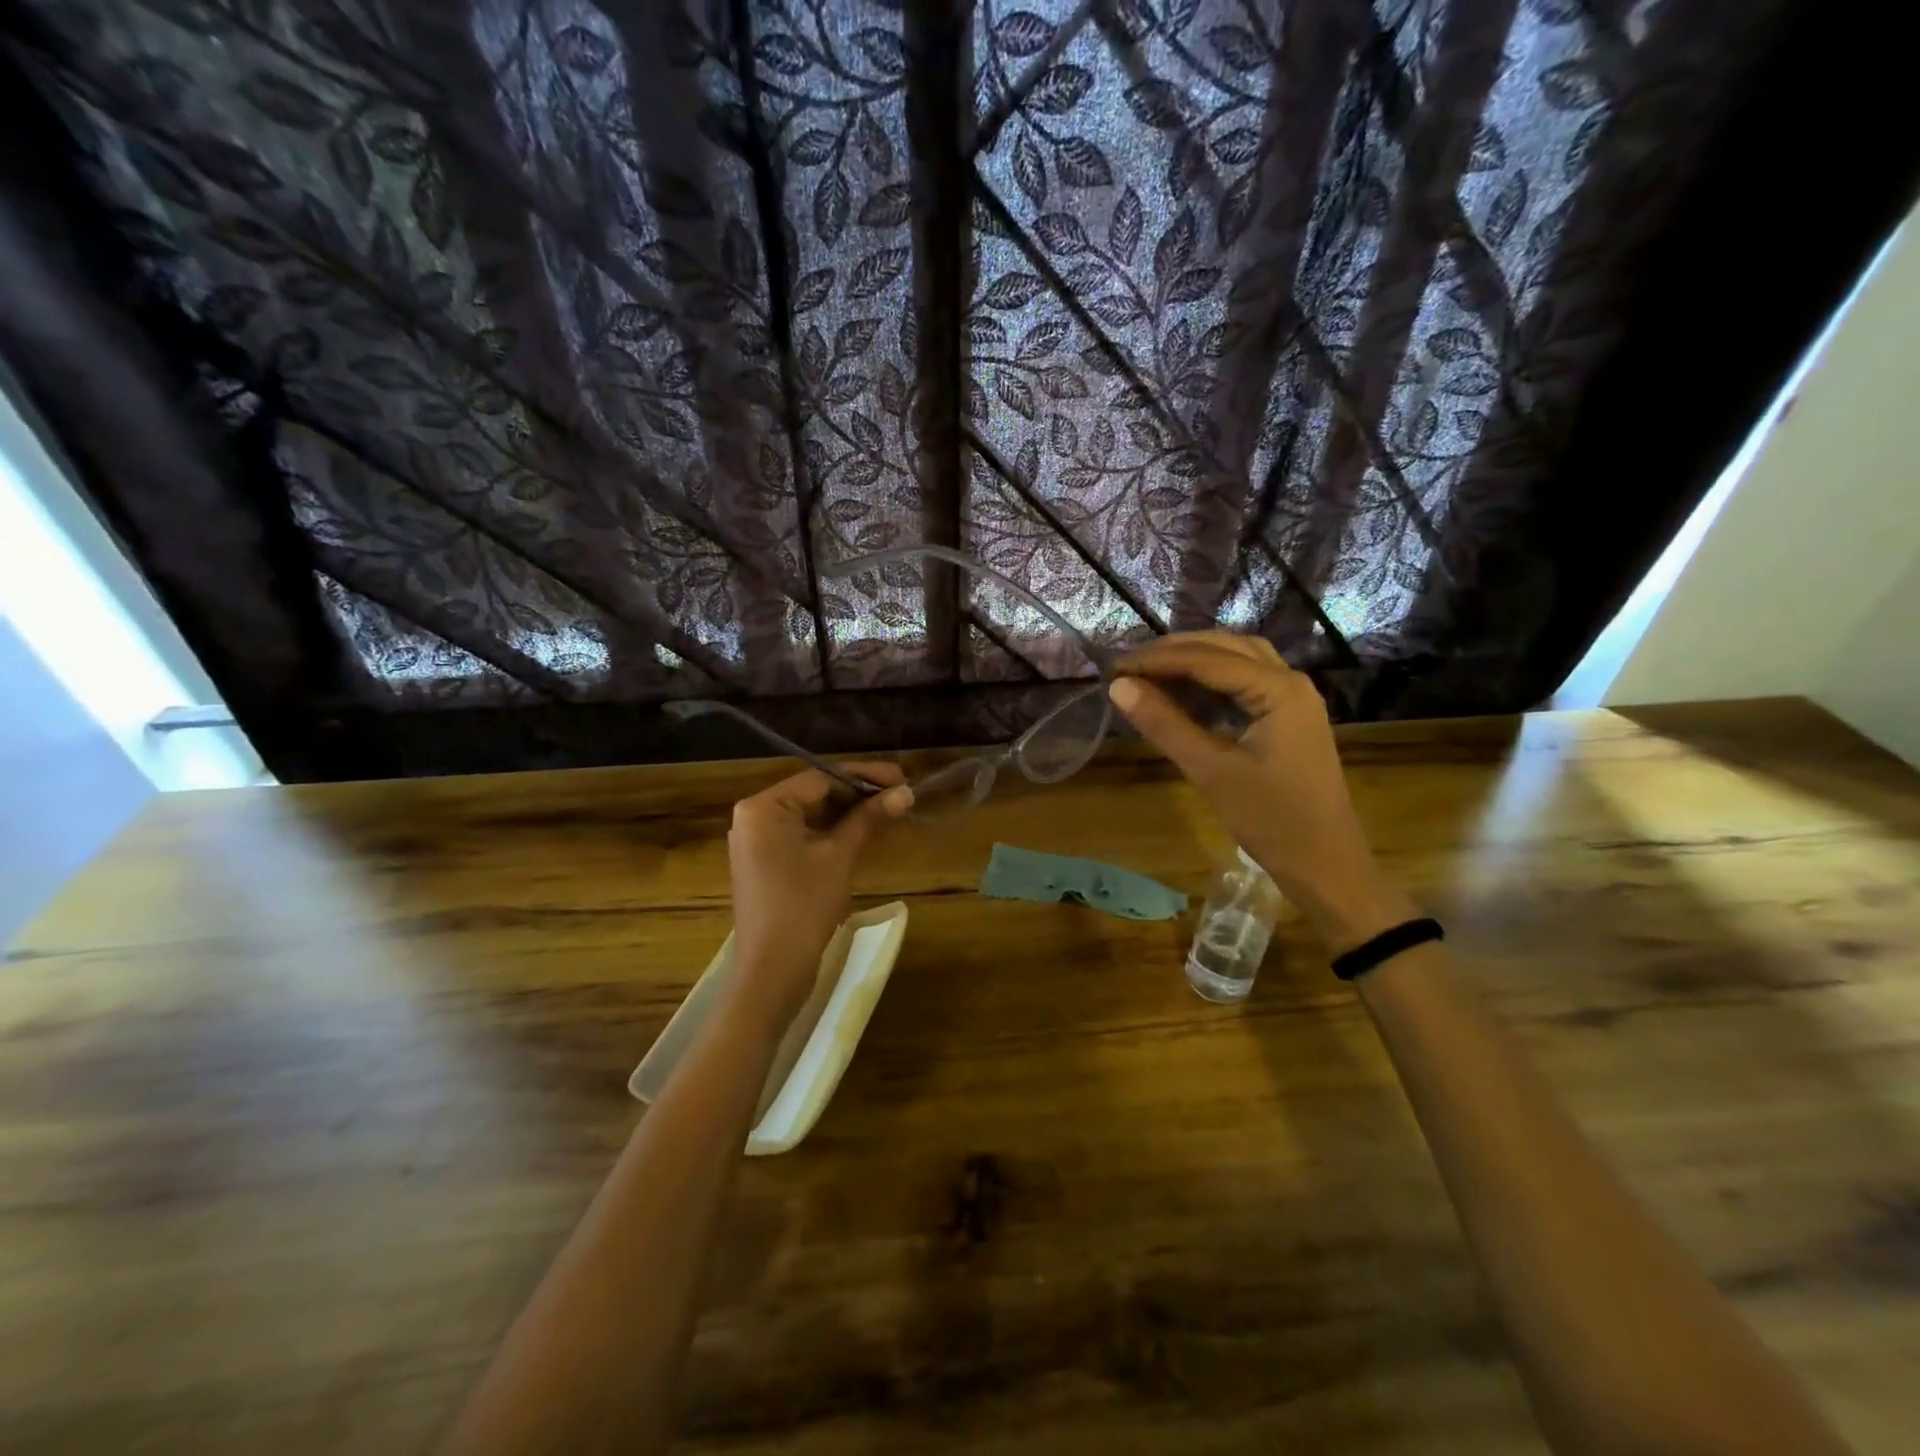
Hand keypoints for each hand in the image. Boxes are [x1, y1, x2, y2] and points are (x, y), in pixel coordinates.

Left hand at [725, 764, 914, 1029]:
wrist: (773, 971)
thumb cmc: (804, 906)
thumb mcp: (840, 856)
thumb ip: (869, 818)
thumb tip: (906, 792)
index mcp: (764, 807)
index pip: (821, 778)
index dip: (865, 777)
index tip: (903, 778)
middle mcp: (754, 816)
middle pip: (815, 793)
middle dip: (859, 793)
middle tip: (901, 794)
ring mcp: (758, 840)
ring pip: (811, 814)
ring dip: (848, 812)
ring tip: (889, 810)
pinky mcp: (766, 862)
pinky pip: (803, 834)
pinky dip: (832, 832)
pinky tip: (863, 831)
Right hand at [1108, 632, 1414, 952]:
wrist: (1326, 865)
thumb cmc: (1272, 820)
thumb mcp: (1211, 771)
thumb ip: (1165, 724)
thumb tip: (1119, 686)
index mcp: (1279, 689)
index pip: (1207, 658)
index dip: (1157, 660)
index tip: (1114, 667)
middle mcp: (1290, 681)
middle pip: (1225, 647)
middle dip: (1174, 652)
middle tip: (1127, 666)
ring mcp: (1293, 699)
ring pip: (1238, 660)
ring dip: (1194, 660)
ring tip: (1149, 671)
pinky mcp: (1289, 718)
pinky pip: (1246, 682)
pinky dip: (1211, 680)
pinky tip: (1183, 692)